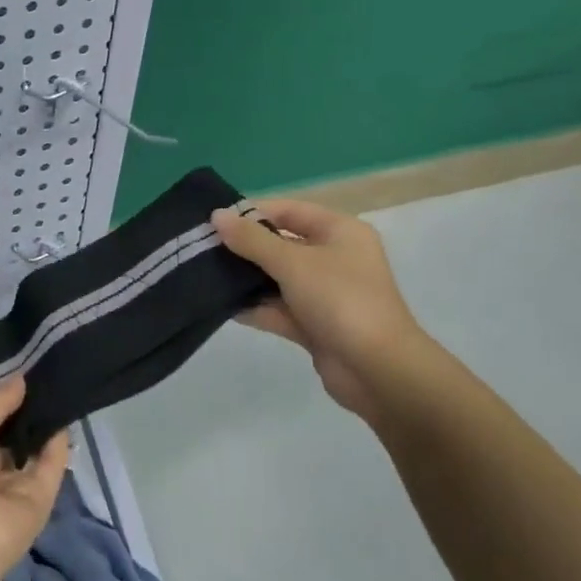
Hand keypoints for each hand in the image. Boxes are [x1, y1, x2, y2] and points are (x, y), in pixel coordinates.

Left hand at [0, 377, 70, 580]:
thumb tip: (20, 379)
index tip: (17, 373)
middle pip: (9, 439)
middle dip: (23, 412)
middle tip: (42, 375)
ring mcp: (13, 490)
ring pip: (33, 452)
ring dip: (42, 425)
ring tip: (58, 386)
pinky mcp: (40, 502)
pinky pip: (51, 468)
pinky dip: (58, 445)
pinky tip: (63, 414)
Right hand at [212, 199, 428, 417]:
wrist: (377, 369)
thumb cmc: (340, 300)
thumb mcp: (292, 263)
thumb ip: (251, 240)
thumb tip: (216, 215)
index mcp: (340, 232)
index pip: (289, 210)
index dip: (252, 213)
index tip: (214, 222)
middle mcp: (334, 258)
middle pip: (281, 244)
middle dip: (244, 248)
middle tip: (202, 250)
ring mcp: (324, 293)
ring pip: (277, 279)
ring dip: (246, 280)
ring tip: (205, 276)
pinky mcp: (314, 324)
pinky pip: (278, 309)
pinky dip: (255, 308)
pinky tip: (222, 307)